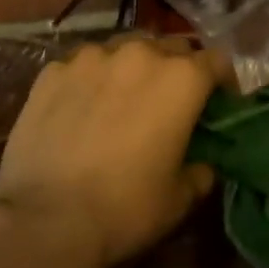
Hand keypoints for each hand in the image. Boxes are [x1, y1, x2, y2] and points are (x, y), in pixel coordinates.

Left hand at [0, 37, 217, 267]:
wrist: (44, 220)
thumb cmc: (125, 208)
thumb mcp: (179, 199)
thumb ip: (201, 171)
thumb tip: (203, 164)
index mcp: (181, 79)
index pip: (217, 61)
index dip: (223, 82)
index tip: (219, 104)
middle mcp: (140, 53)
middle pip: (171, 48)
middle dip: (177, 71)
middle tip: (169, 104)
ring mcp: (92, 57)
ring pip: (125, 49)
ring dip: (133, 69)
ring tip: (122, 101)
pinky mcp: (53, 71)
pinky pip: (83, 65)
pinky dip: (91, 80)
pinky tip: (80, 110)